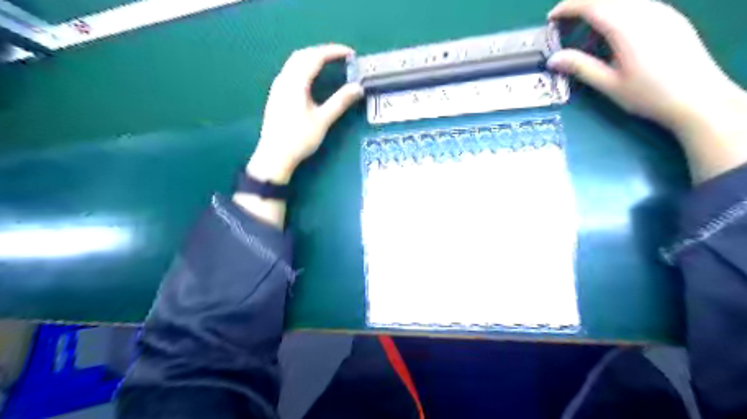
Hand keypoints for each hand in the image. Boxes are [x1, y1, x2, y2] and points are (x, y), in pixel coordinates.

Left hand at [247, 43, 364, 185]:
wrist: (274, 156)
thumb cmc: (299, 139)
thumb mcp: (323, 120)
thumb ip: (340, 102)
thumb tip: (358, 88)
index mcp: (295, 83)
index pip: (315, 57)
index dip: (333, 52)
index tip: (350, 53)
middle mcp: (284, 79)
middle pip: (303, 55)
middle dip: (323, 52)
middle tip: (341, 57)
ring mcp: (278, 87)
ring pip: (295, 62)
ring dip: (312, 58)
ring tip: (330, 64)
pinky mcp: (276, 95)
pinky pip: (291, 71)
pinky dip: (305, 67)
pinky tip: (312, 78)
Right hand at [548, 0, 745, 182]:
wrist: (698, 97)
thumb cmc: (648, 94)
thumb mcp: (609, 84)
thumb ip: (581, 66)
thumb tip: (552, 59)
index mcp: (627, 27)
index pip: (592, 5)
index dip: (568, 8)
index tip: (551, 19)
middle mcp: (646, 11)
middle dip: (581, 5)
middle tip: (564, 25)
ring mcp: (662, 11)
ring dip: (600, 8)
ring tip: (585, 31)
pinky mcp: (671, 17)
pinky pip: (638, 4)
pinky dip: (617, 11)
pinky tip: (612, 33)